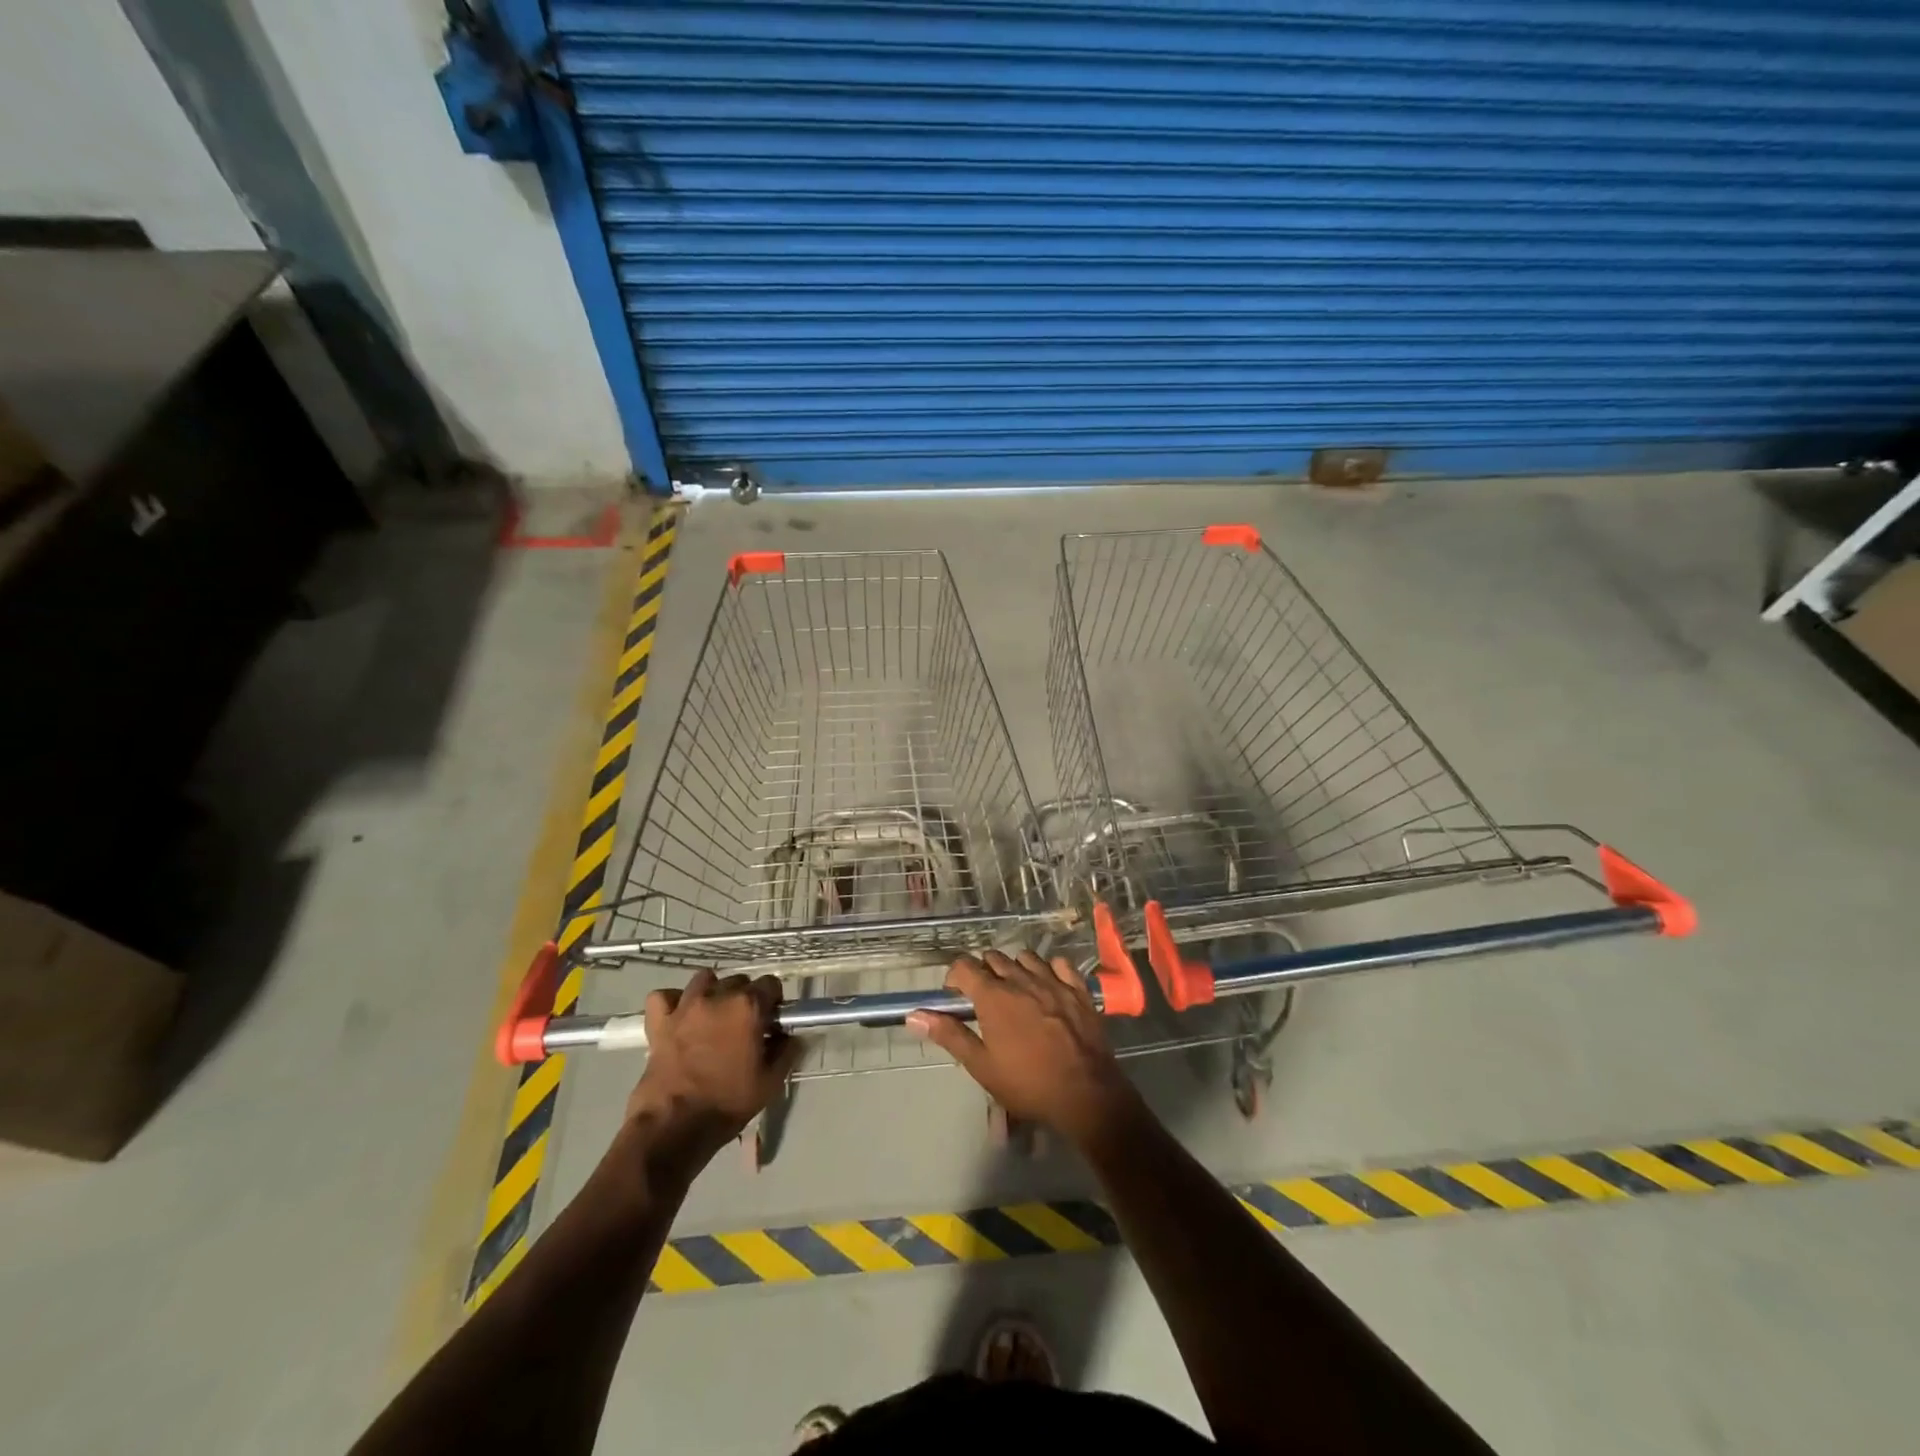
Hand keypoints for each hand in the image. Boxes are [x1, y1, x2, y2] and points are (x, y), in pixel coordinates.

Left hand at [623, 970, 800, 1172]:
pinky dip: (672, 1002)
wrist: (674, 1126)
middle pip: (739, 980)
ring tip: (714, 1015)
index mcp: (748, 1007)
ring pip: (704, 980)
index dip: (774, 1001)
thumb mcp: (770, 1082)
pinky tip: (679, 1016)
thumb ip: (787, 1052)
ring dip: (713, 991)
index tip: (771, 1020)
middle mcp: (718, 996)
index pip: (771, 984)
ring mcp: (685, 1006)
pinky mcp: (659, 1021)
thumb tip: (793, 1037)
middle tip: (744, 1024)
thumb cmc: (727, 1103)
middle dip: (745, 997)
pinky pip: (664, 997)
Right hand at [907, 949, 1140, 1148]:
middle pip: (994, 958)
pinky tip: (1048, 986)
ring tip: (1015, 991)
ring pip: (1026, 957)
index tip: (955, 995)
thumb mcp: (982, 1066)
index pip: (964, 966)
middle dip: (983, 972)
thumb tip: (913, 1016)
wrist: (1085, 1094)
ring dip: (1015, 968)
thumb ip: (949, 1035)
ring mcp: (1052, 981)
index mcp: (993, 996)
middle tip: (984, 999)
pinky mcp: (1078, 989)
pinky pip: (1059, 964)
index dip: (955, 976)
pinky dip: (1049, 970)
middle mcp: (1020, 979)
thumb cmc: (1027, 1084)